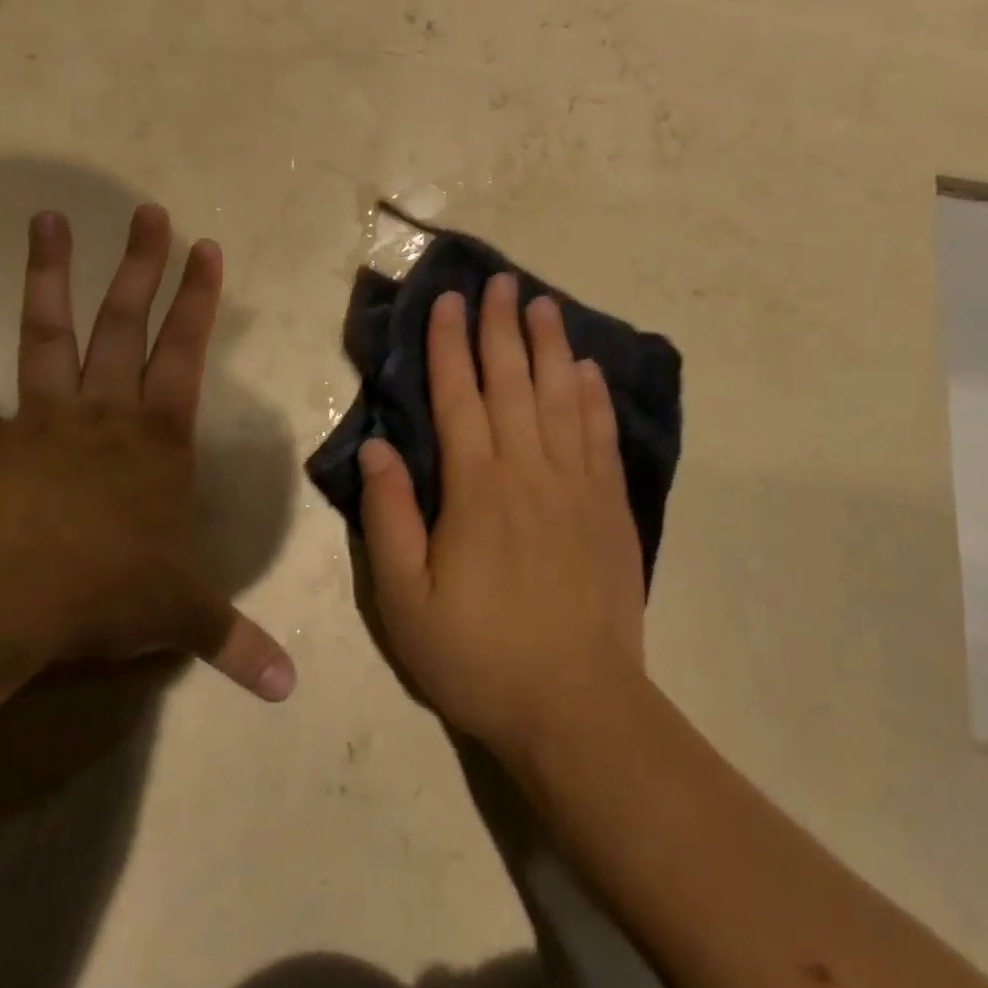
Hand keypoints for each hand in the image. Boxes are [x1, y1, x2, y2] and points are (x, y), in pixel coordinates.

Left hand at [0, 205, 295, 701]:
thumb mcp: (181, 616)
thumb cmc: (105, 592)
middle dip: (140, 266)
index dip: (200, 299)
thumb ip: (234, 644)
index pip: (187, 352)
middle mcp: (102, 414)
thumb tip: (290, 690)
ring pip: (47, 337)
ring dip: (47, 279)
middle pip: (125, 324)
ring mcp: (39, 423)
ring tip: (46, 220)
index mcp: (156, 438)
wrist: (2, 601)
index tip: (206, 246)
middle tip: (146, 211)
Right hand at [358, 274, 645, 759]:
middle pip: (512, 382)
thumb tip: (377, 446)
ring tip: (542, 304)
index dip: (449, 344)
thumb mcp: (405, 600)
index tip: (448, 300)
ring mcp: (576, 485)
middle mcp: (528, 470)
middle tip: (500, 281)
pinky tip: (588, 370)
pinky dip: (593, 397)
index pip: (458, 396)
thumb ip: (389, 517)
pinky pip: (600, 436)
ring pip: (560, 397)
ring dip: (549, 346)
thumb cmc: (478, 656)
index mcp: (475, 487)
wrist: (576, 706)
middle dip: (501, 327)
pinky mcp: (610, 508)